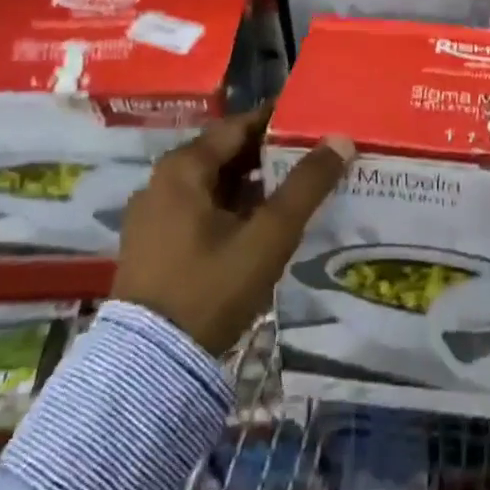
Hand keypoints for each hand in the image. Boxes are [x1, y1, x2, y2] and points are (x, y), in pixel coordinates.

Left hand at [113, 104, 352, 354]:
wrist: (149, 368)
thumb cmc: (211, 287)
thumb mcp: (269, 235)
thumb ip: (306, 185)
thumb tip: (340, 139)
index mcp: (183, 167)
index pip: (239, 125)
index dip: (279, 121)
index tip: (315, 121)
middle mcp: (162, 182)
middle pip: (226, 153)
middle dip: (270, 154)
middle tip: (314, 156)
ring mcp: (153, 215)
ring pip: (214, 184)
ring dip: (254, 183)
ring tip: (297, 188)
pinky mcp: (154, 245)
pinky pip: (201, 209)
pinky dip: (233, 207)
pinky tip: (263, 223)